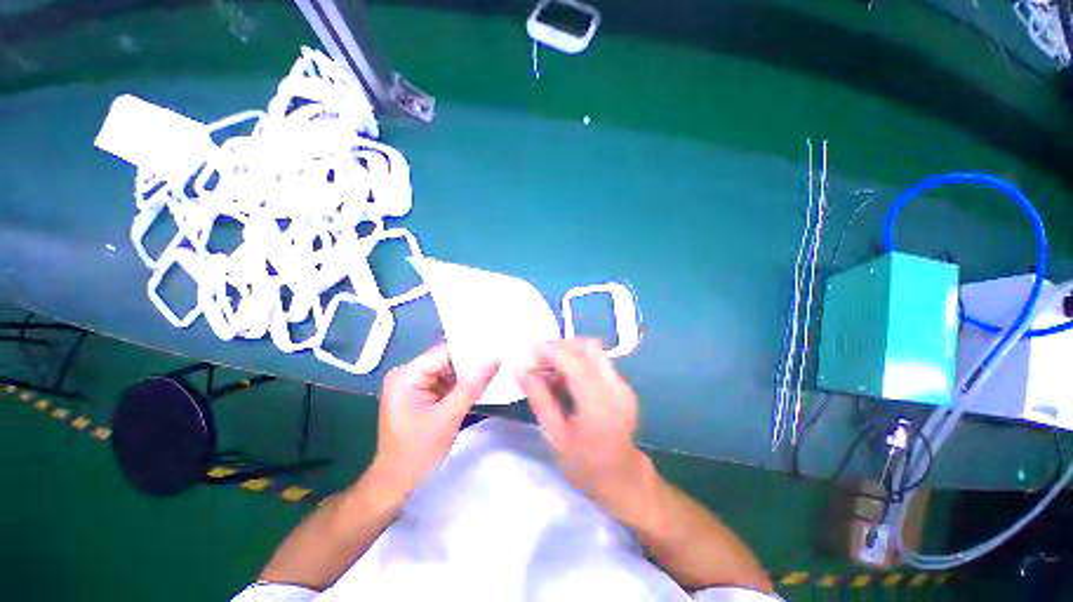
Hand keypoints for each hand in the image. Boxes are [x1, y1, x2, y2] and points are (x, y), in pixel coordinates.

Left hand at [373, 344, 497, 492]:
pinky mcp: (420, 395)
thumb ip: (471, 386)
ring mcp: (413, 385)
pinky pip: (445, 382)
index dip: (470, 351)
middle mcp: (407, 375)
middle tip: (499, 360)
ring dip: (468, 375)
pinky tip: (480, 385)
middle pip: (445, 360)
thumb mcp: (448, 418)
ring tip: (495, 371)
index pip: (444, 353)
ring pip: (448, 371)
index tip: (496, 350)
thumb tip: (494, 359)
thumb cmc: (417, 453)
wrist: (397, 484)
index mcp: (406, 376)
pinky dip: (461, 386)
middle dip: (471, 364)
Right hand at [518, 339, 652, 512]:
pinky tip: (561, 376)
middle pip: (588, 348)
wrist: (623, 478)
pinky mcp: (622, 384)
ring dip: (567, 352)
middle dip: (559, 347)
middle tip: (536, 359)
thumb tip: (520, 371)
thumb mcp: (556, 437)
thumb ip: (539, 400)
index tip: (529, 349)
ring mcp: (623, 385)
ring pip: (593, 350)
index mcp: (600, 410)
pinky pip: (596, 360)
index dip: (552, 351)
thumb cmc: (586, 466)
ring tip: (546, 368)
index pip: (577, 365)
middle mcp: (617, 390)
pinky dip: (576, 361)